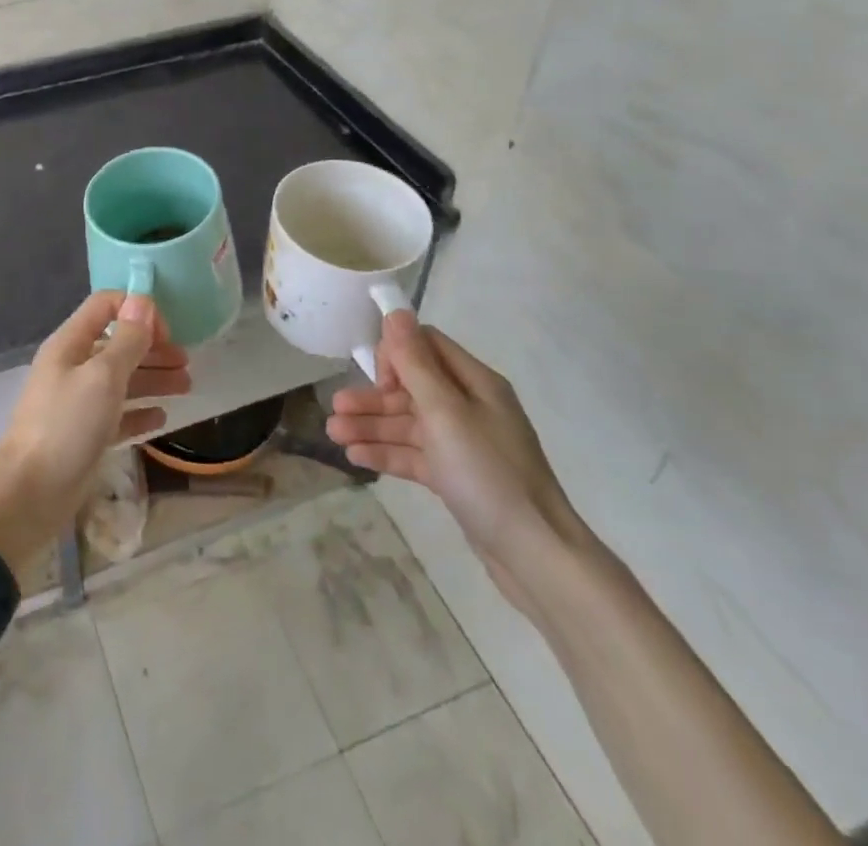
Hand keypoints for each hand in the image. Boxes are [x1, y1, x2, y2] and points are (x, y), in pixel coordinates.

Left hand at [0, 291, 189, 569]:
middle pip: (118, 345)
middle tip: (186, 361)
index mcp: (71, 344)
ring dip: (154, 379)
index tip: (167, 331)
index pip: (105, 306)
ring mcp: (78, 402)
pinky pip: (118, 415)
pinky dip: (140, 413)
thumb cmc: (67, 425)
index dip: (137, 310)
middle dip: (152, 348)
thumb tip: (142, 300)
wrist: (30, 493)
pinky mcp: (85, 435)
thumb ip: (127, 340)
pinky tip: (162, 417)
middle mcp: (74, 367)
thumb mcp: (103, 377)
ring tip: (186, 386)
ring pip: (122, 380)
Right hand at [326, 310, 588, 613]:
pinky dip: (386, 452)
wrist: (534, 555)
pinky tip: (355, 456)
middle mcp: (470, 407)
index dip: (397, 354)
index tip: (377, 379)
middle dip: (373, 396)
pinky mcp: (456, 476)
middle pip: (412, 387)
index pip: (427, 346)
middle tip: (336, 407)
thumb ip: (415, 363)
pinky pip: (415, 455)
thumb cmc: (487, 473)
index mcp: (475, 383)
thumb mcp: (445, 412)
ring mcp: (463, 444)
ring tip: (333, 433)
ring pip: (409, 423)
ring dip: (372, 425)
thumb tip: (396, 312)